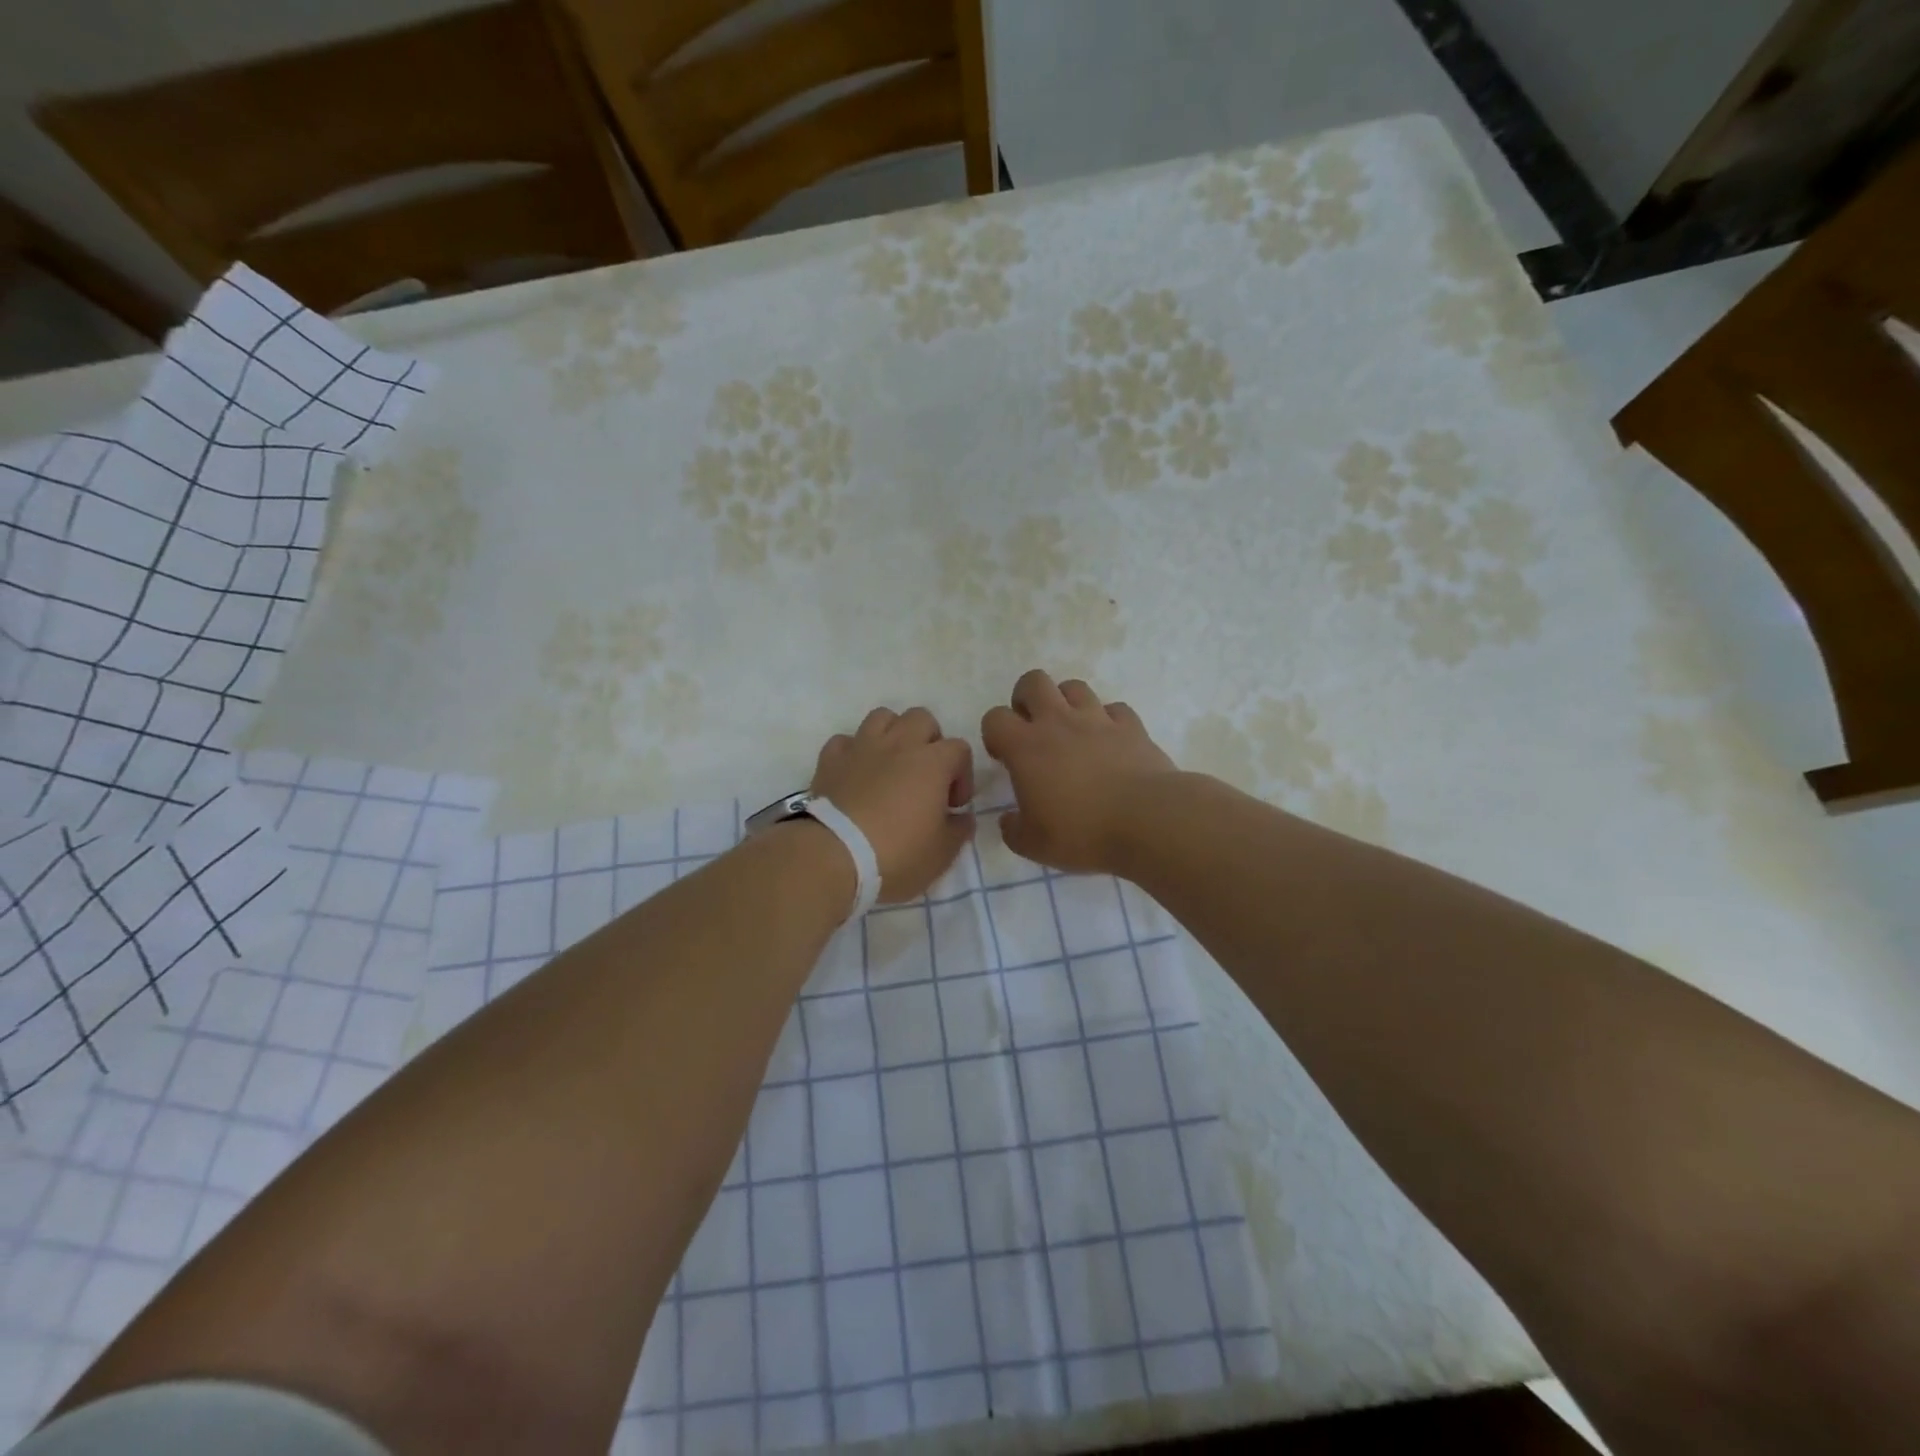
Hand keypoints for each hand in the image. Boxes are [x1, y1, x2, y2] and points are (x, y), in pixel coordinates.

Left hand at [811, 707, 974, 902]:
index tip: (953, 804)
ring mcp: (861, 747)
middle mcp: (898, 744)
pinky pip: (845, 741)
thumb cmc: (897, 854)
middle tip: (926, 776)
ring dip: (892, 734)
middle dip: (929, 741)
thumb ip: (959, 829)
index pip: (960, 748)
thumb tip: (961, 817)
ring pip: (882, 717)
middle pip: (922, 718)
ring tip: (892, 765)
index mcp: (932, 762)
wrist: (834, 856)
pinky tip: (856, 773)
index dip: (962, 774)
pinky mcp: (830, 760)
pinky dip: (853, 751)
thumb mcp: (942, 853)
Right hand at [981, 670, 1177, 874]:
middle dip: (1026, 698)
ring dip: (1066, 703)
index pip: (995, 718)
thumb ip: (1013, 830)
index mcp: (1026, 747)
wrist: (1148, 821)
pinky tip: (1110, 741)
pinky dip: (1108, 720)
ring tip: (1071, 731)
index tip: (1004, 756)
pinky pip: (1115, 709)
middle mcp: (1058, 722)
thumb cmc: (1082, 833)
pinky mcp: (1132, 726)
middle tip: (1033, 729)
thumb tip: (1009, 821)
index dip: (994, 733)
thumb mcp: (1034, 845)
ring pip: (1074, 687)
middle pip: (1033, 681)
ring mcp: (1098, 719)